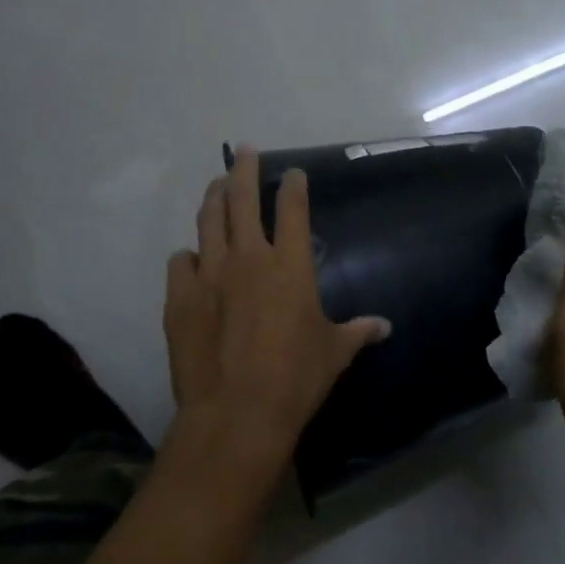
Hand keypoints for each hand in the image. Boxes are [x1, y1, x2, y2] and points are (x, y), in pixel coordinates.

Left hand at [163, 148, 389, 472]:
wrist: (237, 412)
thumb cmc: (295, 378)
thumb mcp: (334, 353)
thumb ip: (357, 332)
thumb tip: (384, 327)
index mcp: (289, 264)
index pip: (292, 208)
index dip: (293, 185)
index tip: (293, 173)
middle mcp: (248, 257)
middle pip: (242, 198)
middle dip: (244, 169)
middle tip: (245, 151)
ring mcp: (209, 274)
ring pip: (208, 219)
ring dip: (214, 197)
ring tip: (217, 185)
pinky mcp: (180, 297)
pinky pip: (180, 262)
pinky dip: (188, 256)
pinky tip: (191, 259)